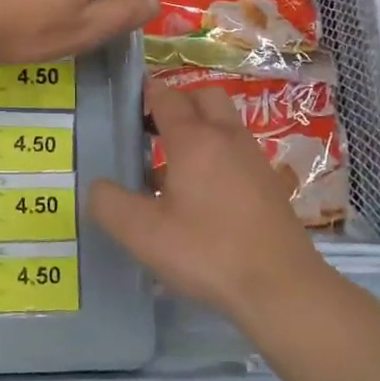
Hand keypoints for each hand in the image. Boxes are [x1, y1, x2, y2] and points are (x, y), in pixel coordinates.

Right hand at [90, 76, 328, 322]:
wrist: (282, 286)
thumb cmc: (207, 251)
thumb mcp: (142, 233)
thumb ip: (109, 204)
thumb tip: (98, 187)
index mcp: (194, 139)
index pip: (167, 97)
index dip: (146, 94)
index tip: (128, 103)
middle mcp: (227, 137)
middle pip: (203, 98)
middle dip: (178, 104)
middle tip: (152, 130)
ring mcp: (254, 159)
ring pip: (224, 125)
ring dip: (199, 131)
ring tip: (171, 167)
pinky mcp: (270, 184)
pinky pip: (237, 152)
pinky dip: (217, 157)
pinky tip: (202, 195)